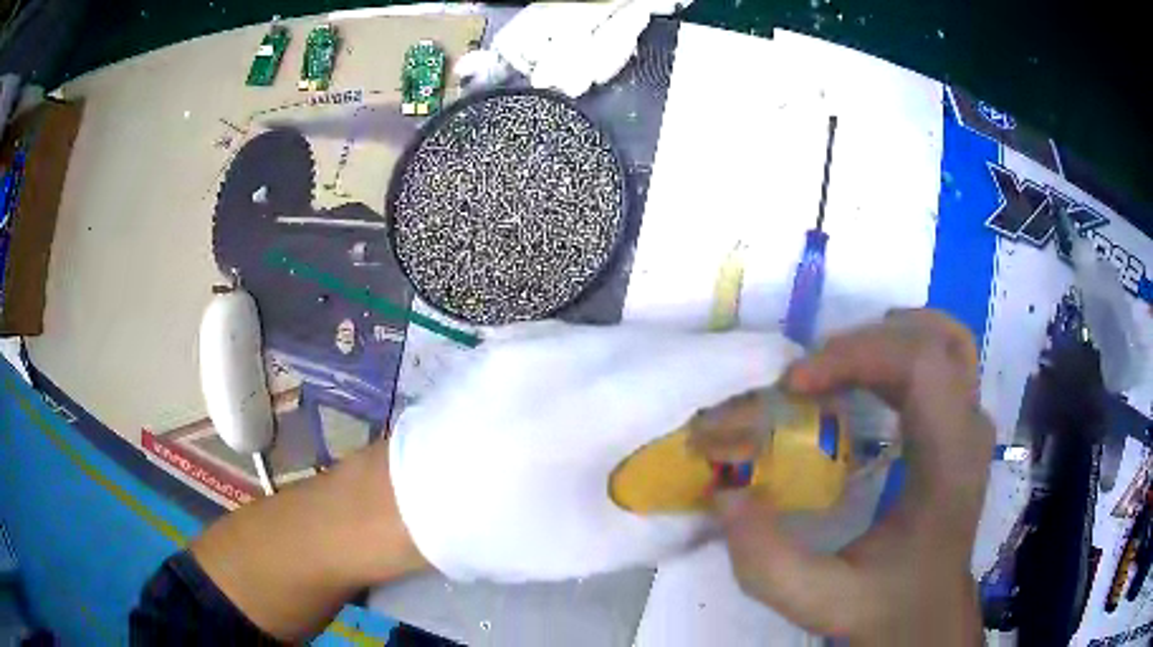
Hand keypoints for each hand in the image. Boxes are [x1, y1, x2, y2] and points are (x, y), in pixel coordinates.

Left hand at [388, 323, 803, 582]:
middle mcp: (562, 356)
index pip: (693, 368)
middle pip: (669, 345)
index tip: (794, 361)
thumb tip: (724, 509)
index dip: (752, 358)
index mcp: (585, 411)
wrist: (405, 498)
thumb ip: (673, 528)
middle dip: (722, 362)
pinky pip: (597, 343)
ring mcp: (533, 341)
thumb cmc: (496, 532)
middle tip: (754, 392)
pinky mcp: (517, 341)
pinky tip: (635, 397)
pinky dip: (635, 363)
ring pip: (634, 339)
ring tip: (701, 399)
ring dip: (678, 363)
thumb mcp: (592, 548)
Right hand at [713, 309, 992, 644]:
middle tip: (807, 378)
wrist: (928, 617)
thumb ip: (767, 561)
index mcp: (948, 466)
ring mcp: (972, 423)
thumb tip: (727, 494)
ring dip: (885, 338)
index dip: (857, 355)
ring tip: (835, 367)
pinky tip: (868, 377)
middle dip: (863, 343)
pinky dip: (899, 350)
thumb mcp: (820, 600)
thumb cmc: (885, 606)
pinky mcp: (962, 425)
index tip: (795, 386)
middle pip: (933, 340)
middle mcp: (969, 430)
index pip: (922, 365)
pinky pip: (941, 358)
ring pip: (944, 339)